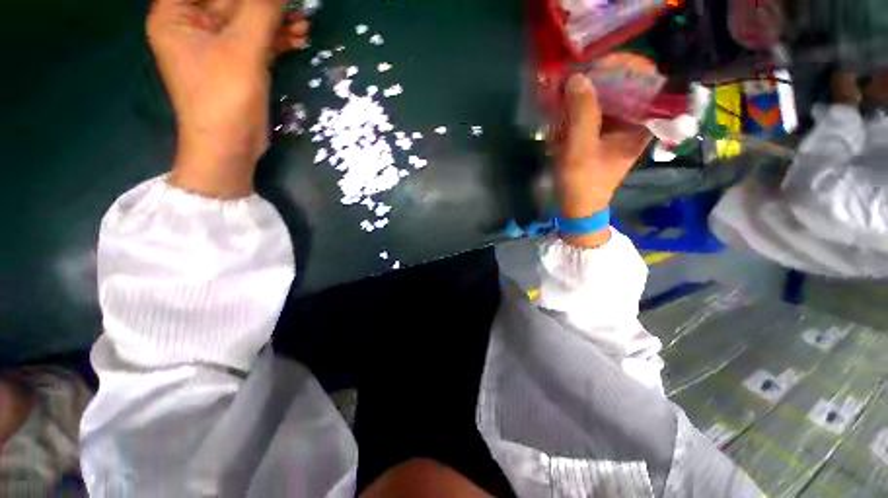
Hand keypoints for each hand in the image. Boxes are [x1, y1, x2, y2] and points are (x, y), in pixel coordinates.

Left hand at [147, 0, 308, 197]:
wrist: (231, 147)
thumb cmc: (224, 98)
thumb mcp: (242, 50)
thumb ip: (261, 11)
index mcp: (177, 13)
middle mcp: (195, 23)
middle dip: (265, 3)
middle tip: (294, 4)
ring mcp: (218, 43)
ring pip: (250, 19)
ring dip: (278, 19)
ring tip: (303, 22)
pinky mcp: (239, 62)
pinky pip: (259, 40)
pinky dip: (279, 38)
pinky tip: (299, 36)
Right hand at [556, 75, 649, 247]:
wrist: (578, 208)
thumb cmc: (582, 183)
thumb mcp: (579, 150)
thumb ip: (581, 114)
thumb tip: (578, 77)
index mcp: (642, 123)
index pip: (646, 78)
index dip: (623, 66)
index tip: (594, 68)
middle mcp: (635, 120)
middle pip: (625, 83)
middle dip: (597, 78)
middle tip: (572, 79)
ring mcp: (618, 127)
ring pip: (607, 95)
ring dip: (585, 92)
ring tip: (563, 93)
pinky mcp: (603, 134)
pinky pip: (595, 109)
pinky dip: (579, 106)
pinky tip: (563, 110)